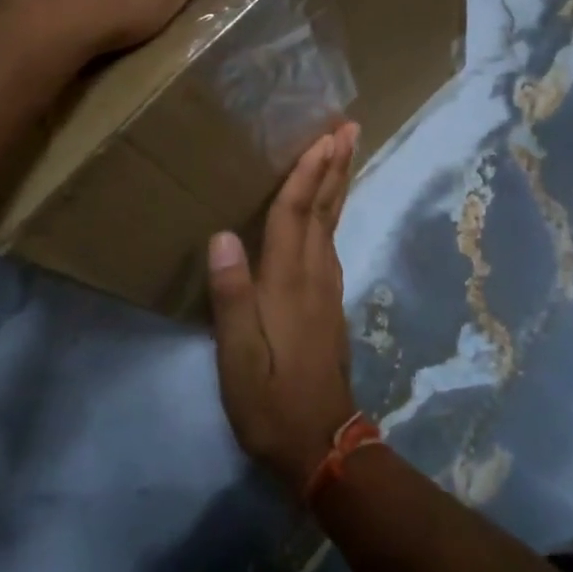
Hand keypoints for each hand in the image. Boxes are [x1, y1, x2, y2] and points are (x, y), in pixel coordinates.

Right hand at [208, 122, 361, 495]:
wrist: (321, 444)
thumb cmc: (271, 400)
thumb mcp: (239, 357)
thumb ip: (232, 297)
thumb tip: (222, 236)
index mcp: (288, 282)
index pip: (295, 215)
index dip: (307, 174)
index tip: (323, 136)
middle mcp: (314, 275)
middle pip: (325, 209)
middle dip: (336, 166)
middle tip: (350, 128)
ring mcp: (327, 289)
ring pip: (333, 223)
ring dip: (338, 183)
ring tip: (343, 153)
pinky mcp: (329, 303)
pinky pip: (331, 242)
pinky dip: (332, 213)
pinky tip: (328, 211)